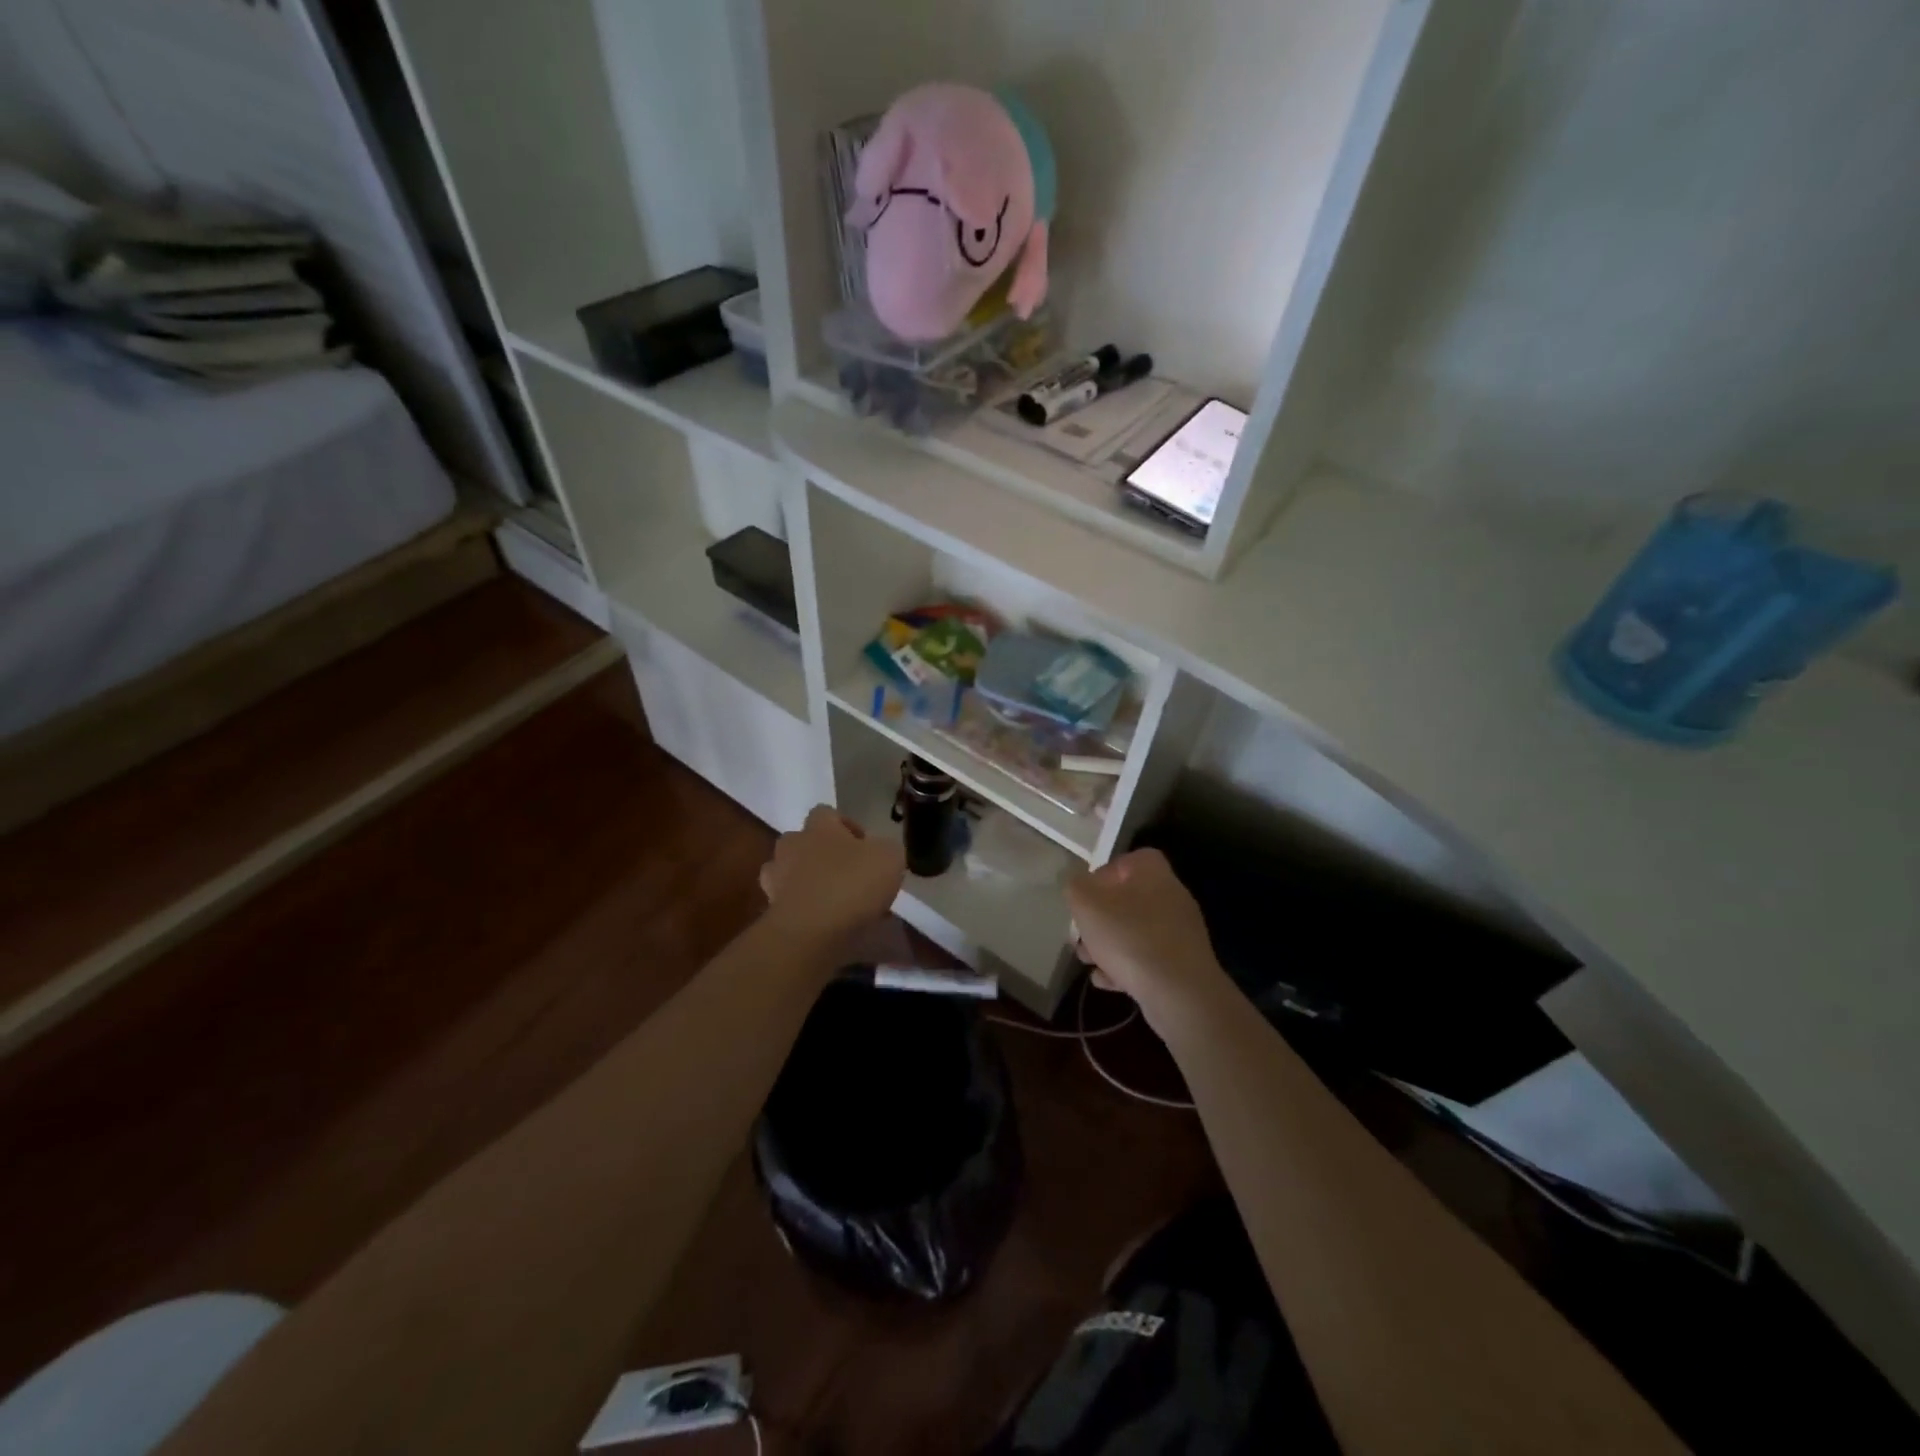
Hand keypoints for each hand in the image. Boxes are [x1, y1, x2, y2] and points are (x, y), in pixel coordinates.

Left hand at [760, 806, 905, 948]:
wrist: (810, 933)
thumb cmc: (851, 884)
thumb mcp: (889, 858)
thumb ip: (885, 849)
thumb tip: (880, 852)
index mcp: (819, 827)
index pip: (826, 813)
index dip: (846, 826)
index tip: (864, 846)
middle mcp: (792, 846)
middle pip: (804, 842)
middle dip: (823, 855)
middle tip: (849, 874)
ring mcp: (776, 880)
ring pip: (792, 874)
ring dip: (810, 883)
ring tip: (836, 903)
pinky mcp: (772, 912)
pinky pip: (792, 905)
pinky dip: (807, 911)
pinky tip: (828, 926)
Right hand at [1066, 849, 1227, 1030]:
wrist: (1179, 994)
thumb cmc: (1129, 938)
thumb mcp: (1088, 905)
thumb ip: (1075, 887)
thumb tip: (1077, 884)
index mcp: (1152, 873)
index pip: (1126, 861)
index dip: (1102, 875)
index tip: (1084, 897)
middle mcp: (1171, 896)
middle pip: (1127, 899)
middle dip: (1099, 918)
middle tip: (1080, 934)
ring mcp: (1179, 932)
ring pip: (1135, 931)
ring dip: (1108, 944)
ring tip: (1087, 961)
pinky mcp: (1182, 964)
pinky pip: (1147, 959)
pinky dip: (1125, 967)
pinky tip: (1105, 981)